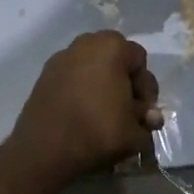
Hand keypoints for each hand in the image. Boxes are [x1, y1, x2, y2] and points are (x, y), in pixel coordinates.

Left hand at [4, 31, 161, 189]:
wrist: (45, 149)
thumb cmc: (97, 132)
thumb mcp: (136, 132)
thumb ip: (148, 121)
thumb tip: (149, 118)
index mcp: (112, 47)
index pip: (140, 61)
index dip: (145, 88)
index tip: (142, 112)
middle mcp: (85, 43)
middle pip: (115, 59)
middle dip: (124, 83)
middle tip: (126, 111)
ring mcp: (60, 58)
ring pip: (92, 67)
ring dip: (102, 86)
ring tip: (104, 114)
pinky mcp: (43, 75)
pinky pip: (72, 77)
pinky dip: (80, 90)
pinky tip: (82, 114)